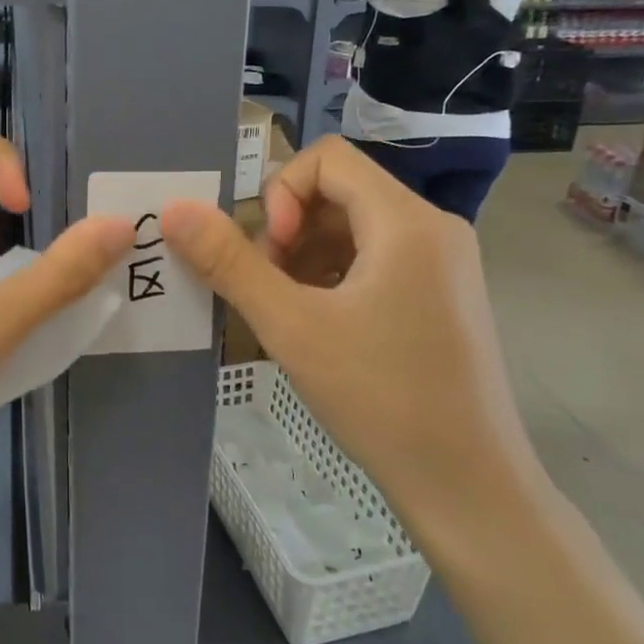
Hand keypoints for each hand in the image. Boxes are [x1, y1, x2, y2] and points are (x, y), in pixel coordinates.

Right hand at [160, 137, 544, 546]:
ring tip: (288, 310)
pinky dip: (335, 277)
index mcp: (407, 221)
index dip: (281, 192)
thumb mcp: (291, 327)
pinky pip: (377, 259)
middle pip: (340, 191)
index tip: (267, 252)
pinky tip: (319, 326)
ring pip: (355, 228)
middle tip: (269, 287)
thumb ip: (229, 262)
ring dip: (307, 255)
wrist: (468, 486)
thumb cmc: (380, 398)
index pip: (327, 158)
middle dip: (289, 229)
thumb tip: (175, 210)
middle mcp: (433, 228)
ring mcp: (444, 263)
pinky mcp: (443, 295)